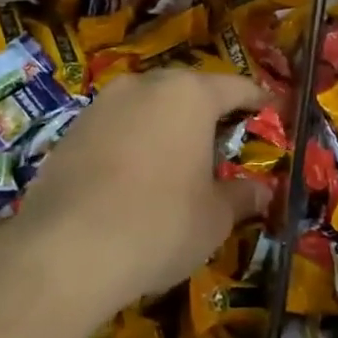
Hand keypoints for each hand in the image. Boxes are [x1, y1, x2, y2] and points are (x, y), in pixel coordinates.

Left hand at [16, 69, 273, 317]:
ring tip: (177, 161)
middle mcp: (143, 86)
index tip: (272, 110)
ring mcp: (100, 106)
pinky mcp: (69, 133)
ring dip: (165, 127)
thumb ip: (241, 196)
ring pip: (146, 107)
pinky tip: (134, 179)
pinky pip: (115, 130)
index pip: (235, 87)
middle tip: (224, 141)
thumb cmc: (160, 223)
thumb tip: (261, 191)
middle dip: (207, 112)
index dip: (258, 100)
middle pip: (187, 91)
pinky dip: (132, 144)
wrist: (65, 251)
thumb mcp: (215, 217)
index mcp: (188, 94)